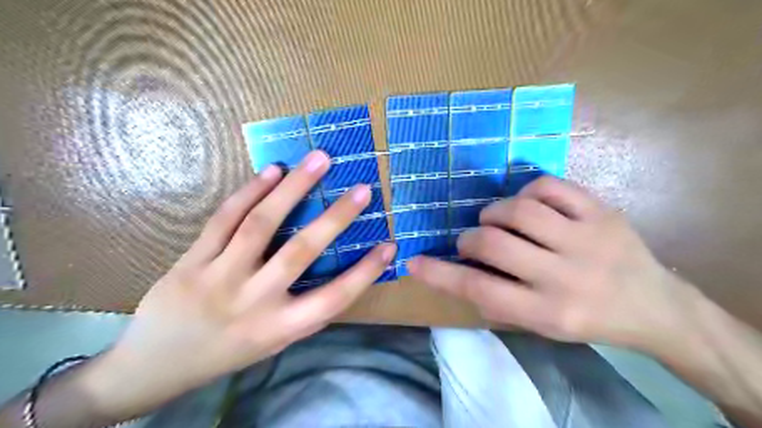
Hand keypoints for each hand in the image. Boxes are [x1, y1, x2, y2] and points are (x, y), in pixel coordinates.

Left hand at [81, 150, 395, 417]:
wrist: (156, 365)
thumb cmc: (229, 352)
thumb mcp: (274, 342)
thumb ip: (305, 311)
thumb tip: (340, 276)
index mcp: (280, 327)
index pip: (334, 298)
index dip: (365, 272)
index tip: (390, 245)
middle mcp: (254, 301)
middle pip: (300, 252)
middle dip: (336, 217)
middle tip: (362, 189)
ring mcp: (219, 277)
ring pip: (260, 225)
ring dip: (294, 188)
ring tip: (318, 160)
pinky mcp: (192, 260)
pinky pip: (224, 219)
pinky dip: (250, 191)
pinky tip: (272, 171)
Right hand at [411, 175, 690, 349]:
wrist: (655, 308)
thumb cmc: (587, 320)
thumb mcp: (540, 326)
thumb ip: (497, 300)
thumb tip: (459, 269)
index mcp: (547, 312)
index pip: (479, 289)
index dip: (440, 274)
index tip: (413, 262)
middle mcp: (565, 275)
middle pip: (493, 243)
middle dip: (469, 238)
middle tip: (471, 240)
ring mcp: (586, 238)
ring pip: (519, 210)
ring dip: (494, 212)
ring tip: (496, 220)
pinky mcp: (601, 212)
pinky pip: (549, 186)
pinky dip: (526, 191)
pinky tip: (527, 204)